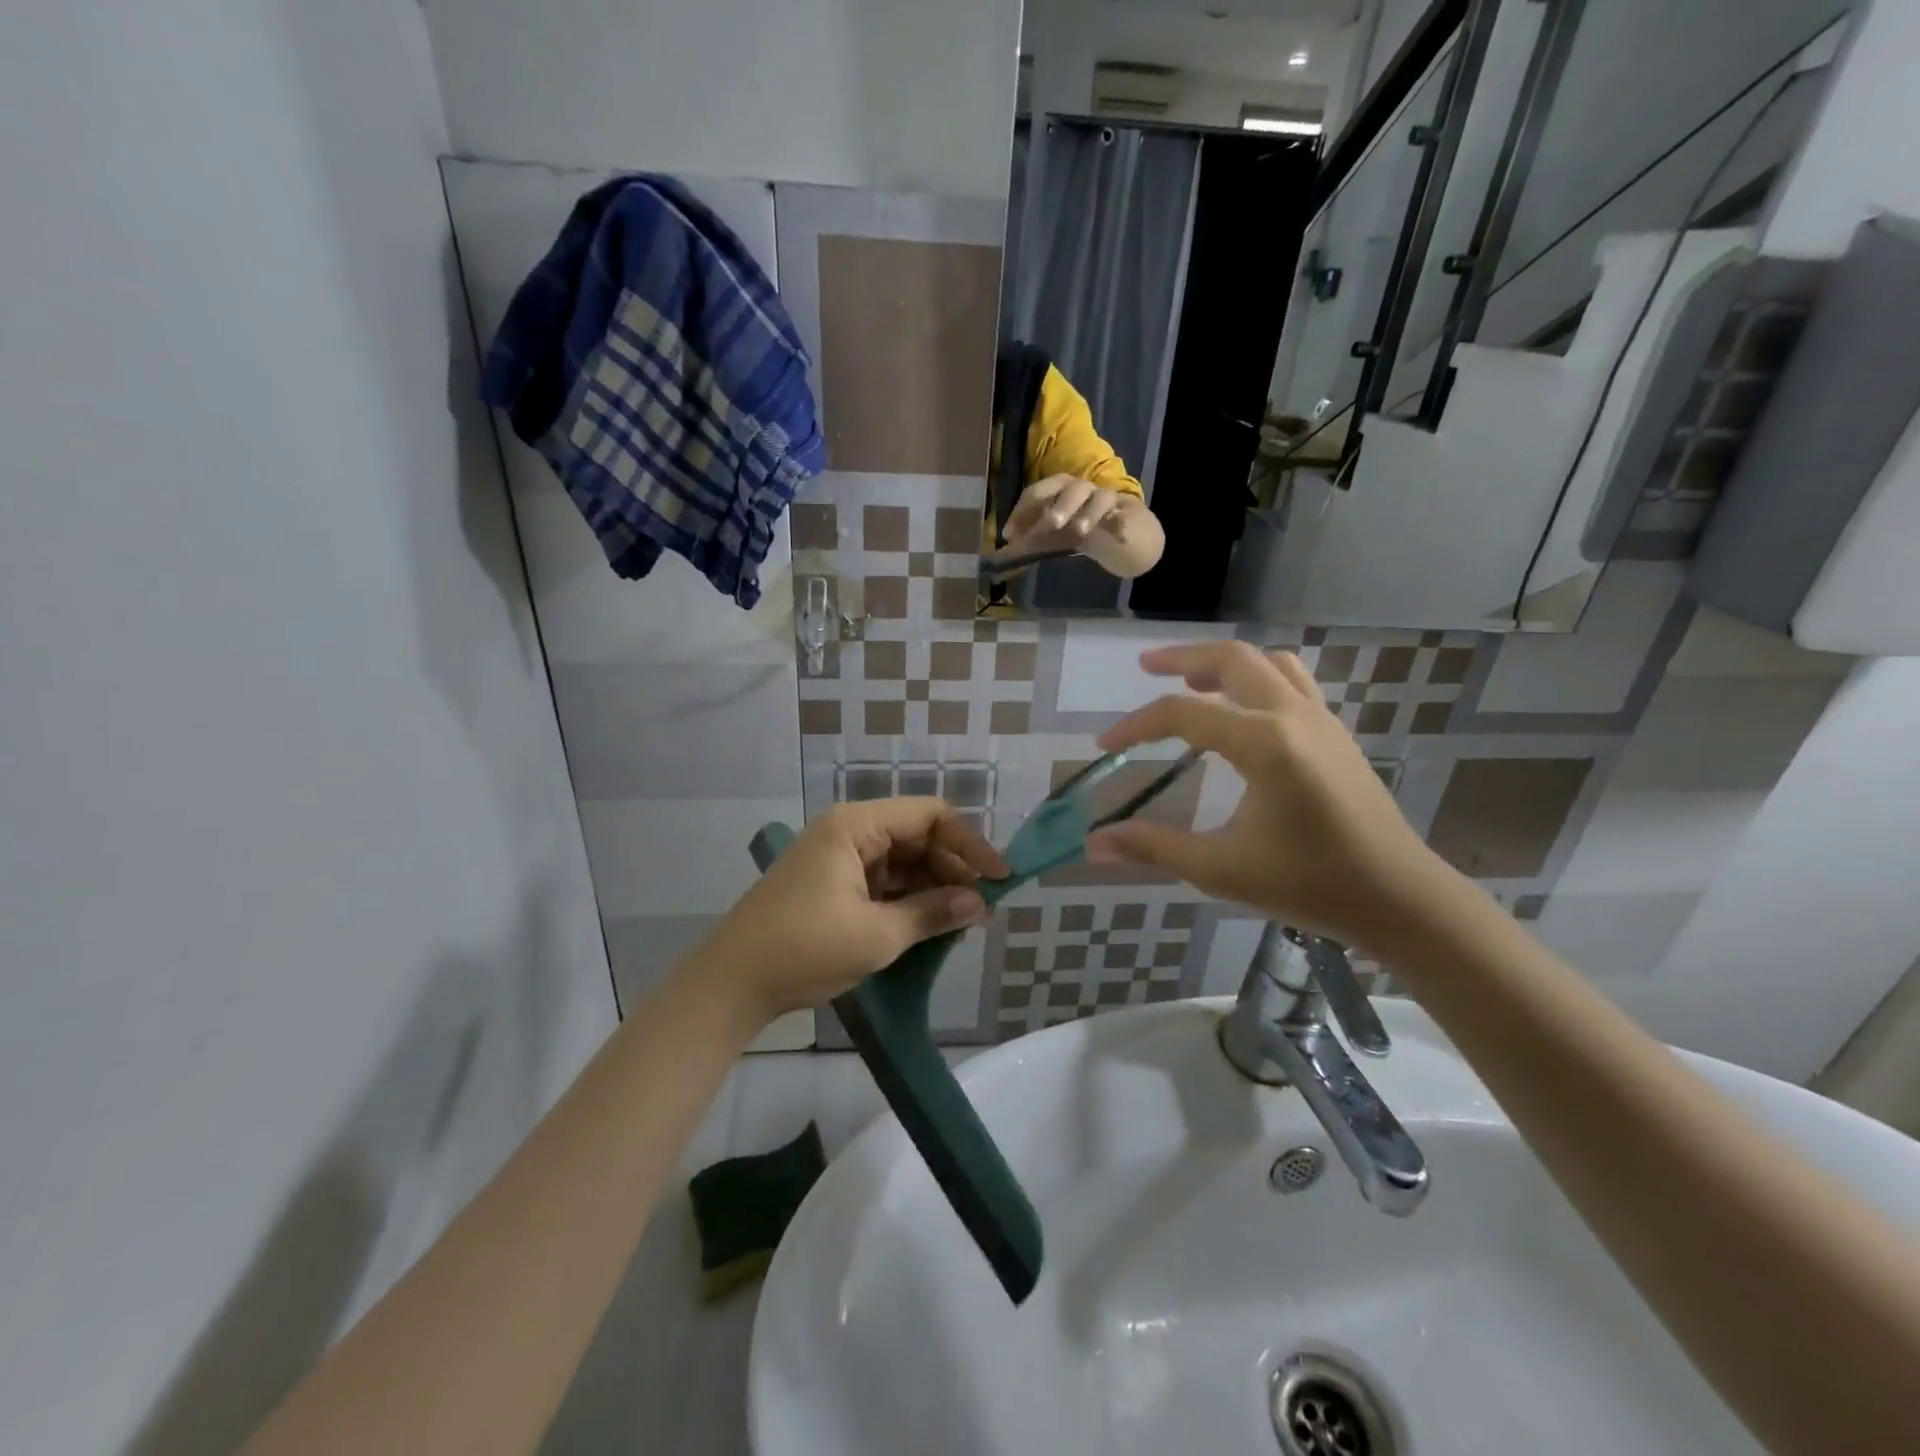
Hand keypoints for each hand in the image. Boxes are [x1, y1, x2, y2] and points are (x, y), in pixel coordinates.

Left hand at [697, 800, 1007, 1024]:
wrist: (730, 985)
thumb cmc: (804, 949)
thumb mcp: (877, 934)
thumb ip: (932, 913)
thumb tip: (979, 904)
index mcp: (856, 826)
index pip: (930, 815)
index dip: (970, 843)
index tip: (999, 878)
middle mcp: (848, 831)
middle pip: (917, 836)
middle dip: (952, 869)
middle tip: (982, 908)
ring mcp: (838, 857)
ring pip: (902, 860)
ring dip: (933, 887)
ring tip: (961, 921)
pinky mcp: (832, 884)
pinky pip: (883, 881)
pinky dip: (908, 900)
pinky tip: (929, 925)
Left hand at [1001, 475, 1133, 557]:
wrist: (1122, 531)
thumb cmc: (1079, 527)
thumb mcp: (1053, 534)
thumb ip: (1032, 538)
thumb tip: (1006, 547)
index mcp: (1059, 491)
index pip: (1038, 493)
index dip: (1022, 511)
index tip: (1010, 534)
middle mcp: (1081, 490)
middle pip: (1070, 488)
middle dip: (1060, 504)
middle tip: (1051, 524)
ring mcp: (1105, 500)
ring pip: (1099, 498)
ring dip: (1088, 513)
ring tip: (1081, 531)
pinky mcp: (1126, 515)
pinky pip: (1123, 518)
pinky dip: (1121, 525)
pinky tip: (1120, 538)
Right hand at [1085, 642, 1451, 950]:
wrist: (1399, 899)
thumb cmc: (1309, 885)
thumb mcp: (1222, 869)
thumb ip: (1154, 848)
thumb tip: (1094, 844)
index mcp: (1265, 744)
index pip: (1183, 714)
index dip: (1136, 725)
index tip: (1104, 744)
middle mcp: (1294, 717)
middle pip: (1232, 659)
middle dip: (1182, 658)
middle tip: (1145, 666)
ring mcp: (1321, 720)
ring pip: (1268, 663)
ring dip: (1224, 663)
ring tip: (1192, 680)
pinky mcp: (1335, 733)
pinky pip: (1292, 682)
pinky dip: (1257, 678)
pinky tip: (1242, 709)